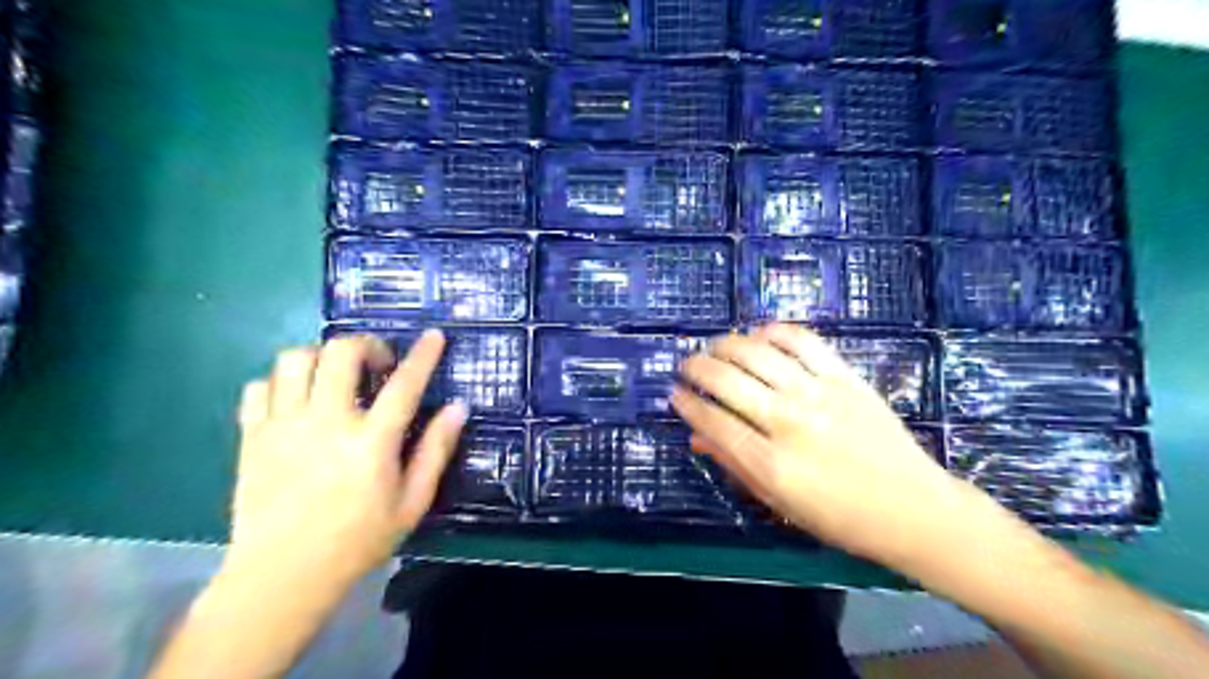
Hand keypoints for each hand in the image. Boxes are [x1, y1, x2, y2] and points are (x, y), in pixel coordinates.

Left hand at [226, 331, 465, 585]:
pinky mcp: (252, 436)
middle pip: (341, 353)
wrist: (281, 576)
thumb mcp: (412, 502)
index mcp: (370, 441)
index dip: (423, 355)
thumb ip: (436, 451)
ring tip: (334, 377)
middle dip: (366, 345)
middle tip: (377, 365)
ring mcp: (283, 426)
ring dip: (321, 357)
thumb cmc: (358, 541)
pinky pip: (259, 387)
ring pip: (294, 359)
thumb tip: (458, 408)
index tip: (434, 335)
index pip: (404, 383)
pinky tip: (297, 401)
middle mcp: (326, 422)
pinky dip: (281, 383)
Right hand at [677, 324, 974, 566]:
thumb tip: (697, 438)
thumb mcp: (781, 504)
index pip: (714, 423)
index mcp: (772, 465)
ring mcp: (819, 394)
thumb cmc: (841, 518)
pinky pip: (803, 341)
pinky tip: (759, 334)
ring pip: (759, 354)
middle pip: (729, 382)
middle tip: (687, 366)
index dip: (688, 405)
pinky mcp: (845, 377)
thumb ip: (736, 466)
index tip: (675, 394)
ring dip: (727, 345)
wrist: (913, 509)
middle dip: (697, 368)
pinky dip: (775, 332)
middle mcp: (790, 423)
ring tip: (715, 347)